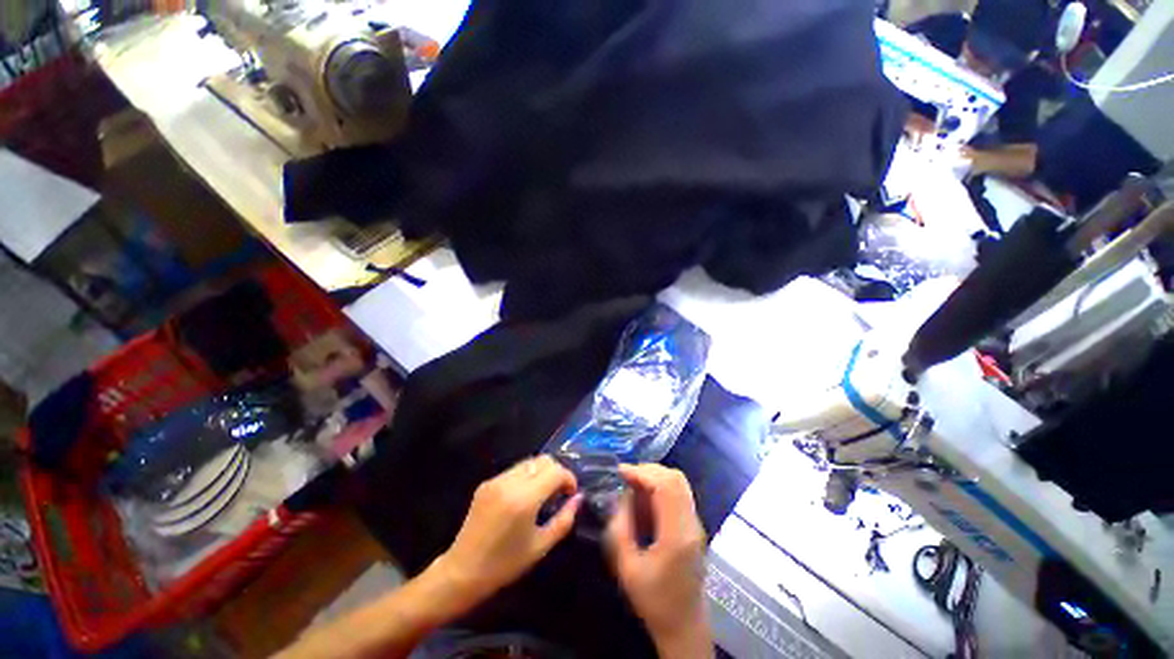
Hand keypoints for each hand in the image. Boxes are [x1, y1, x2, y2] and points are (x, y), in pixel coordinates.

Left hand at [435, 456, 581, 603]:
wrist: (462, 572)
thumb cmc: (505, 565)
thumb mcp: (541, 546)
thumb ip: (564, 519)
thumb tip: (579, 498)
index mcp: (524, 499)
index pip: (556, 471)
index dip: (569, 478)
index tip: (571, 494)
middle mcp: (510, 482)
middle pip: (543, 460)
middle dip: (557, 471)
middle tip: (559, 493)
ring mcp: (496, 480)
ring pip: (529, 462)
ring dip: (542, 473)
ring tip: (543, 494)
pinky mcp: (487, 483)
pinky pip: (515, 470)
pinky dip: (527, 477)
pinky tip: (524, 497)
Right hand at [607, 464, 711, 657]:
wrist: (684, 627)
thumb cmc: (654, 601)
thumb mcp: (627, 567)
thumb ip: (620, 527)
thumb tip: (621, 496)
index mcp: (677, 535)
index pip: (665, 486)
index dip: (641, 472)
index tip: (620, 472)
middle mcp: (691, 524)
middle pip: (675, 478)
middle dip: (648, 470)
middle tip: (626, 477)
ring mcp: (696, 524)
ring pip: (680, 483)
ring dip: (655, 477)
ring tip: (633, 484)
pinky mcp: (694, 526)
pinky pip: (679, 493)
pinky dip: (661, 487)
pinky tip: (645, 498)